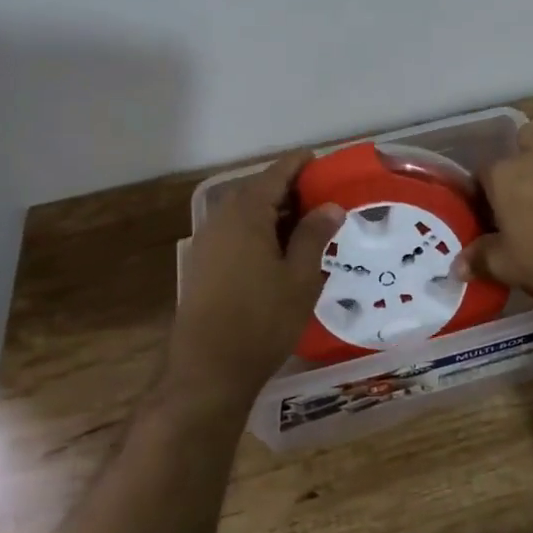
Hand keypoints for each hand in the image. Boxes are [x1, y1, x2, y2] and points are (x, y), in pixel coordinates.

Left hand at [167, 152, 344, 414]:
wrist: (207, 371)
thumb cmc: (262, 320)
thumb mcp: (300, 276)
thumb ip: (314, 235)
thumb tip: (329, 206)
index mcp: (246, 212)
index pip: (276, 173)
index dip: (300, 165)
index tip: (322, 161)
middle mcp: (222, 219)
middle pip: (259, 190)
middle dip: (291, 190)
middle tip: (323, 197)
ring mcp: (208, 243)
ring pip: (247, 214)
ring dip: (275, 213)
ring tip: (308, 225)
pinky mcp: (204, 266)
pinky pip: (236, 234)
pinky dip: (260, 232)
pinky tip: (281, 252)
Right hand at [455, 116, 532, 298]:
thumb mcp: (510, 266)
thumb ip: (480, 260)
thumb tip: (456, 265)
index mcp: (501, 176)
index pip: (480, 177)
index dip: (483, 197)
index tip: (491, 219)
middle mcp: (529, 153)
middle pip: (513, 149)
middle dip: (516, 167)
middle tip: (524, 198)